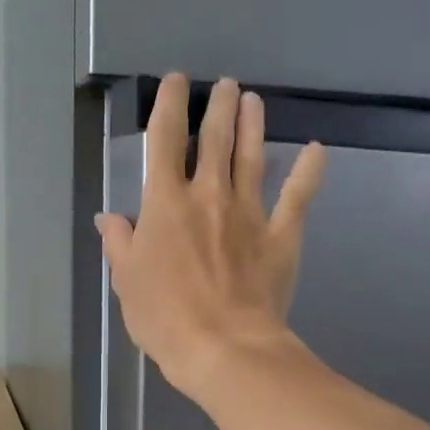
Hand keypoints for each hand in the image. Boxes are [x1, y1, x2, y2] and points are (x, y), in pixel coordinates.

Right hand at [96, 74, 325, 402]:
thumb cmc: (166, 318)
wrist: (224, 347)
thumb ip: (121, 244)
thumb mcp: (127, 282)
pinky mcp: (281, 235)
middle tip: (225, 85)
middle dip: (218, 106)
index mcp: (166, 203)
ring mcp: (250, 213)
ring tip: (252, 100)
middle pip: (214, 139)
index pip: (165, 140)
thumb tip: (112, 219)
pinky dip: (309, 172)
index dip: (170, 105)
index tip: (176, 82)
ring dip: (252, 125)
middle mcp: (209, 195)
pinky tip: (318, 149)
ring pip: (252, 157)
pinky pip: (298, 197)